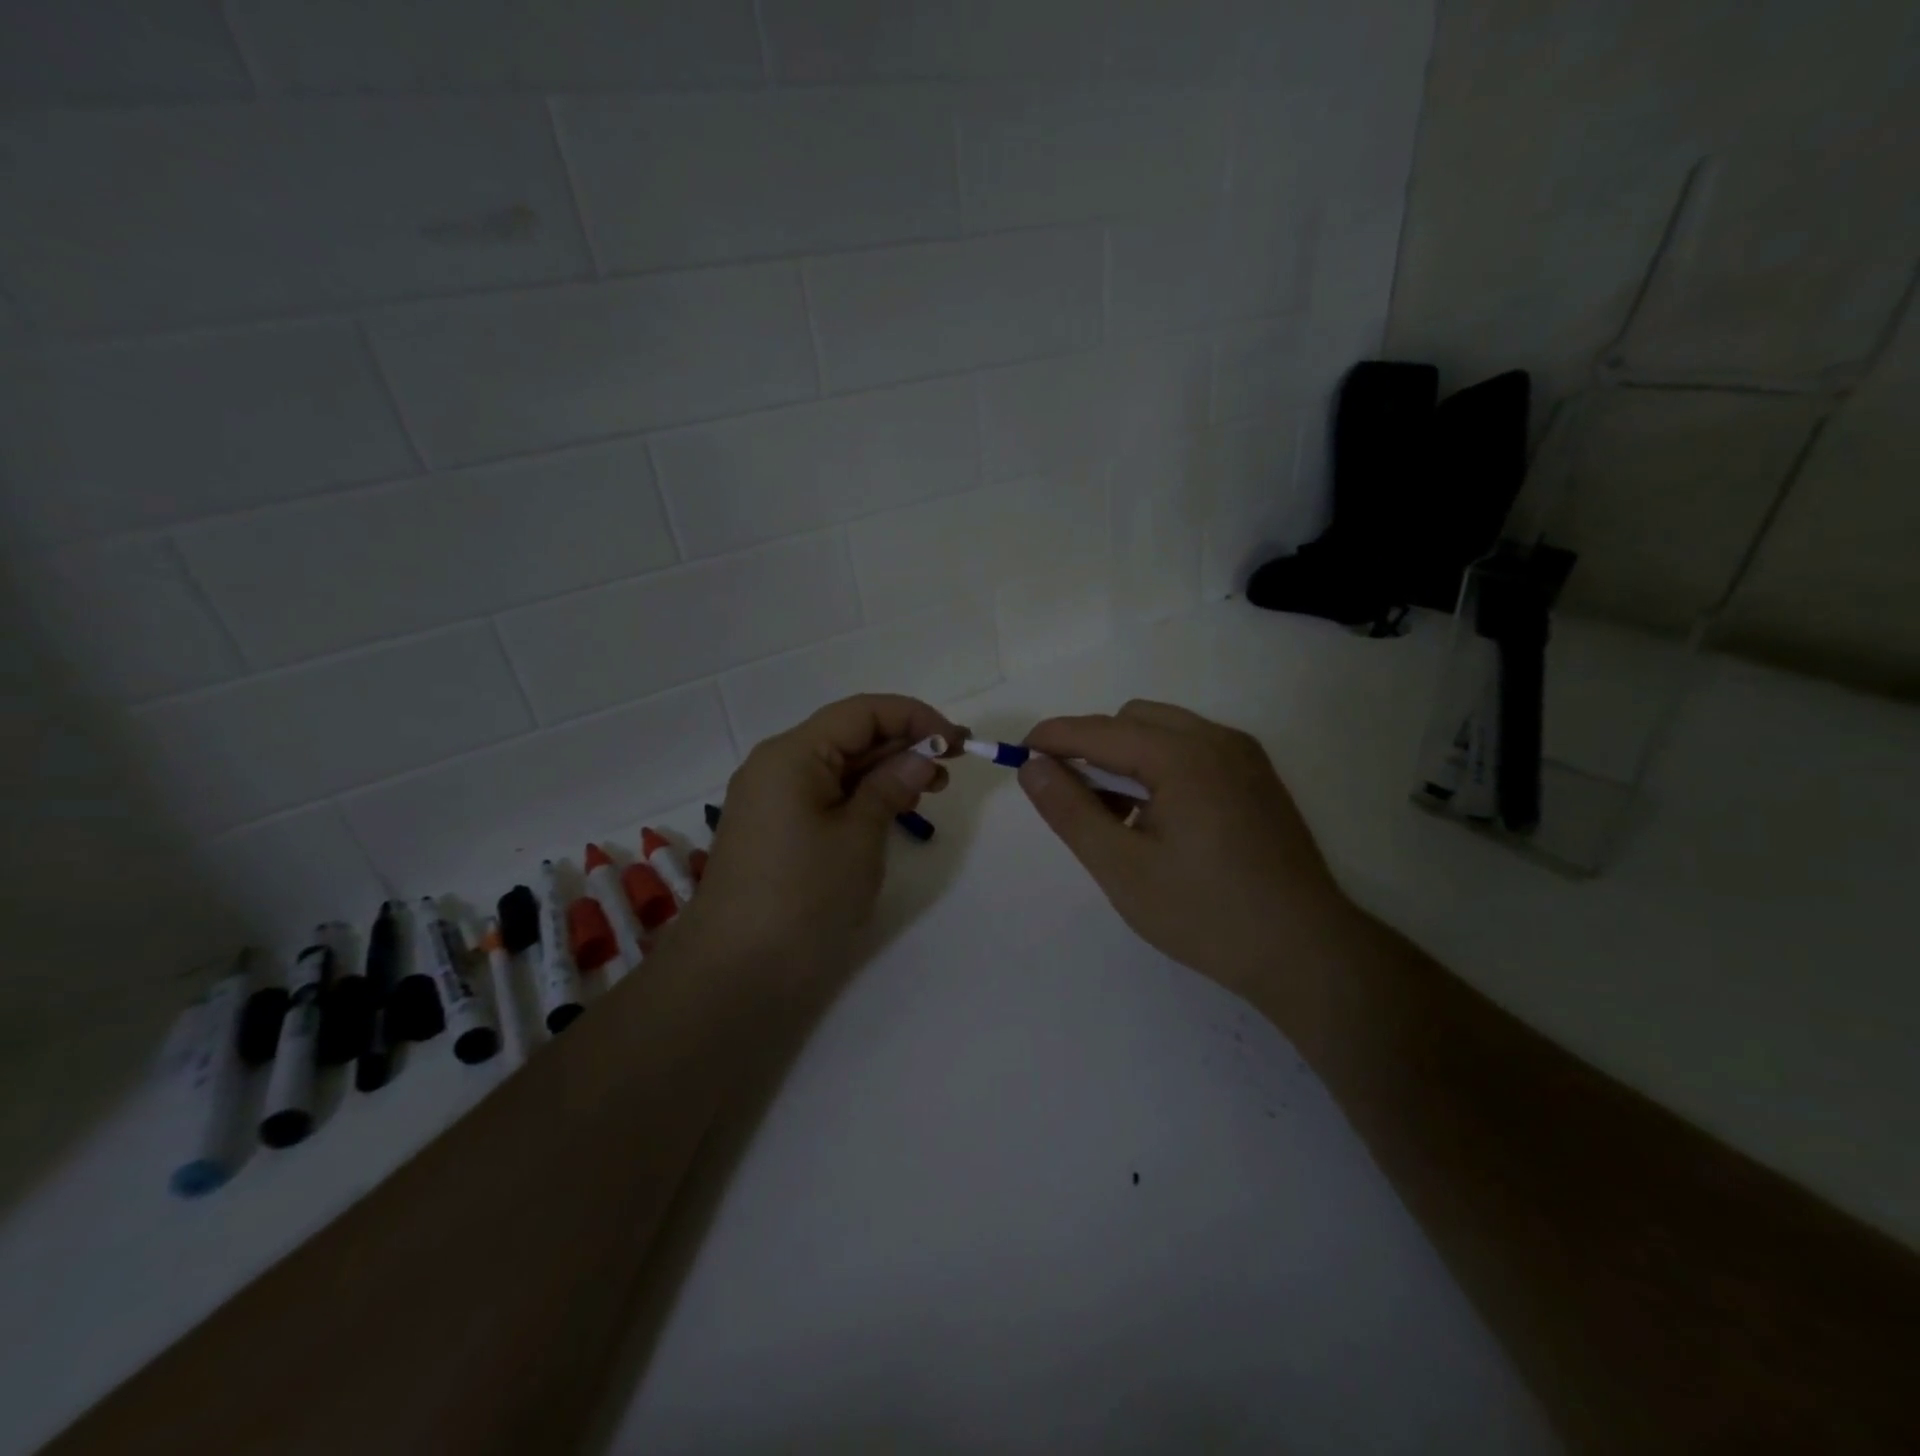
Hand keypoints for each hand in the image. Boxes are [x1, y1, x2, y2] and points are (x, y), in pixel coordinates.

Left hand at [677, 694, 964, 993]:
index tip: (957, 742)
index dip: (915, 718)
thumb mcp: (859, 836)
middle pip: (849, 735)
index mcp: (792, 753)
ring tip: (930, 790)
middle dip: (903, 744)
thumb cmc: (804, 896)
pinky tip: (893, 808)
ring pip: (839, 766)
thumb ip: (891, 786)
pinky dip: (862, 795)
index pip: (862, 712)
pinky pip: (825, 794)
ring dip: (886, 770)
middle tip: (953, 765)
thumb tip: (921, 757)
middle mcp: (777, 765)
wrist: (736, 971)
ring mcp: (772, 798)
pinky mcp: (775, 828)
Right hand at [1019, 700, 1352, 999]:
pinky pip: (1194, 751)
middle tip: (1074, 799)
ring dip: (1127, 757)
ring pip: (1165, 732)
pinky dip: (1161, 767)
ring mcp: (1245, 757)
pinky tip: (1159, 820)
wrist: (1306, 953)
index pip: (1099, 730)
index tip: (1016, 756)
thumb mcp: (1121, 867)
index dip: (1052, 738)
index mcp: (1183, 756)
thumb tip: (1032, 768)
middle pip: (1134, 719)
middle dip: (1093, 747)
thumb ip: (1070, 811)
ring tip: (1116, 817)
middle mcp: (1217, 740)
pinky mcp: (1258, 779)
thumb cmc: (1205, 914)